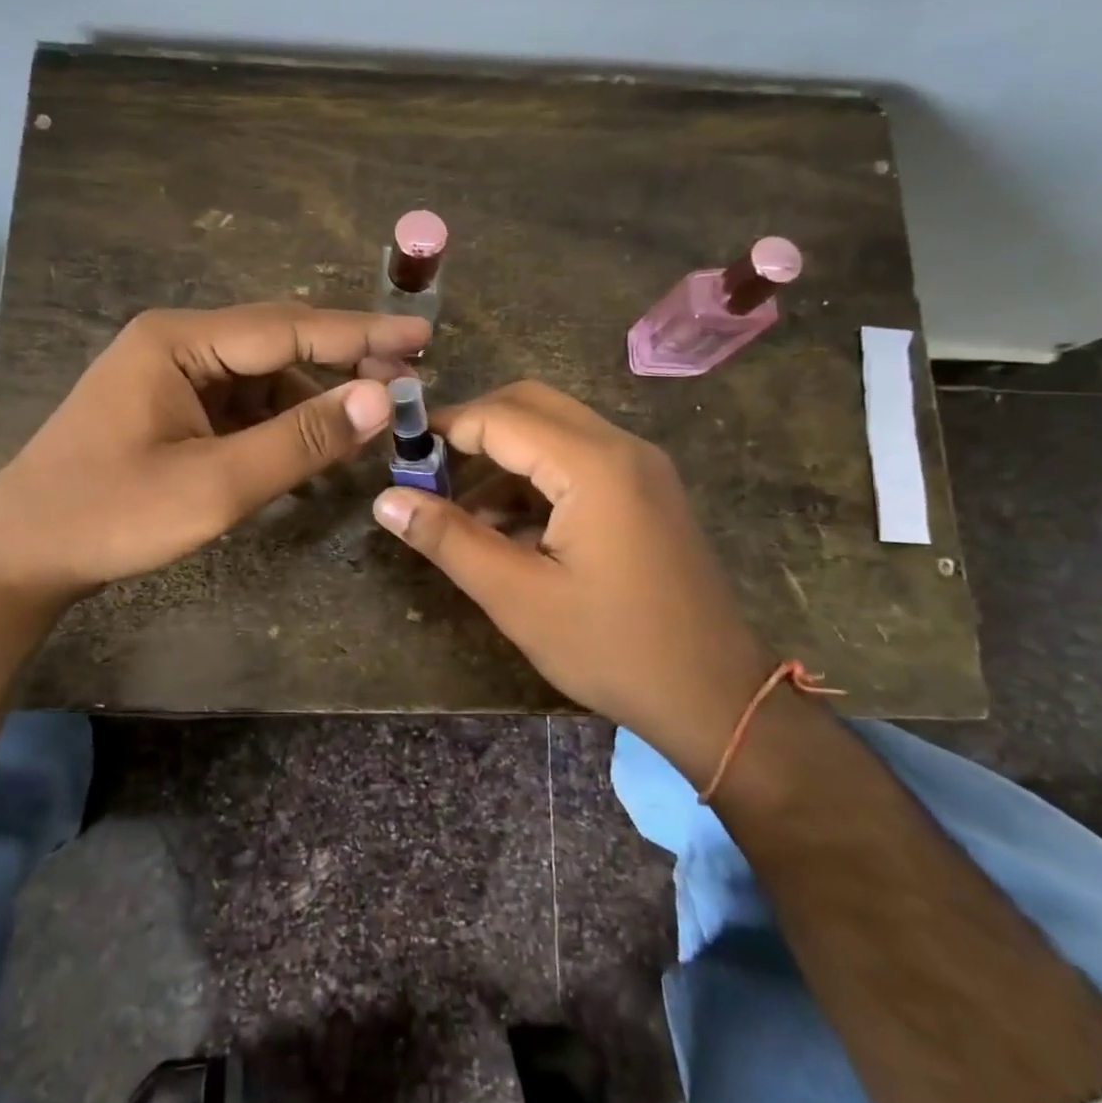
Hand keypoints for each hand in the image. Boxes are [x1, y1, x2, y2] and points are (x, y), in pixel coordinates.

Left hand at [0, 303, 428, 611]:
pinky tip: (310, 451)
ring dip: (313, 401)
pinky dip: (279, 426)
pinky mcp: (168, 409)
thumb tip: (380, 399)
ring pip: (262, 377)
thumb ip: (299, 440)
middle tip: (408, 380)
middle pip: (278, 343)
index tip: (421, 336)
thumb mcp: (215, 485)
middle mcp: (176, 343)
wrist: (18, 557)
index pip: (289, 328)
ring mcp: (170, 377)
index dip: (361, 334)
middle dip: (343, 362)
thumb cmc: (110, 516)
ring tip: (366, 426)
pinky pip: (240, 405)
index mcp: (179, 341)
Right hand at [371, 381, 770, 766]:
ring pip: (554, 432)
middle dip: (474, 432)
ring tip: (461, 516)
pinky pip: (578, 461)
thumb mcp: (518, 598)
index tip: (399, 454)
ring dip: (503, 460)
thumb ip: (449, 540)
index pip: (501, 417)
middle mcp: (622, 447)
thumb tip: (386, 500)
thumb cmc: (613, 648)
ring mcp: (640, 468)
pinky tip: (508, 531)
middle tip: (428, 472)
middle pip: (531, 406)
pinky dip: (535, 481)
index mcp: (594, 465)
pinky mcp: (645, 491)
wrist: (715, 696)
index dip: (445, 428)